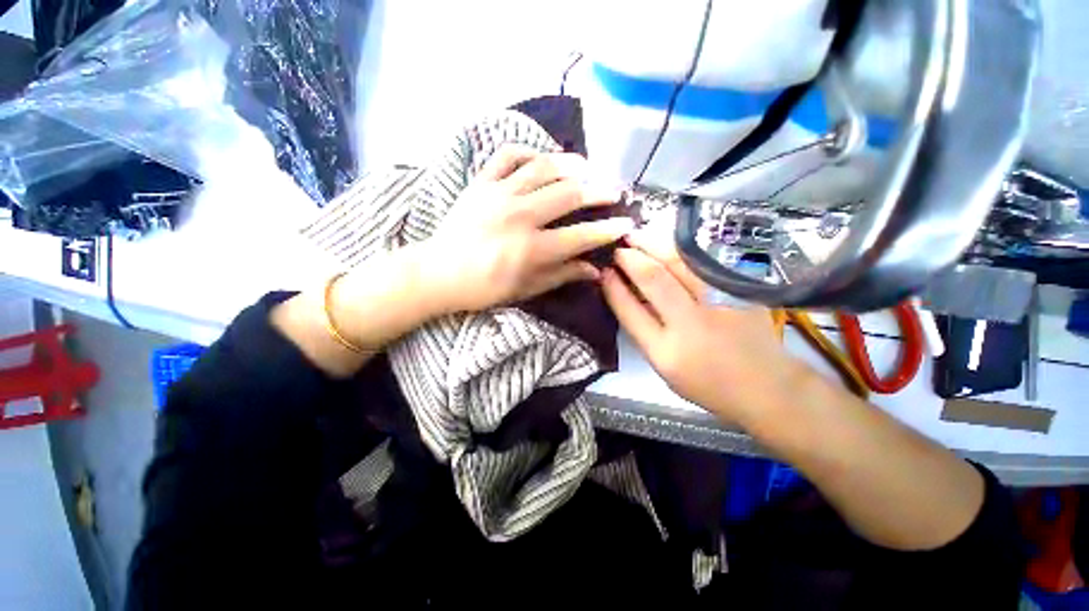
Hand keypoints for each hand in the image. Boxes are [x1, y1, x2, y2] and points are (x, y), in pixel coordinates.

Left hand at [419, 145, 632, 313]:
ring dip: (571, 165)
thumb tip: (595, 270)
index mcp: (532, 249)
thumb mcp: (527, 289)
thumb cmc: (484, 287)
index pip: (581, 235)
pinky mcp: (481, 182)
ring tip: (587, 168)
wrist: (439, 272)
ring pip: (544, 167)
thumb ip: (562, 275)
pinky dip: (528, 151)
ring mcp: (499, 194)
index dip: (608, 229)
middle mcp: (520, 216)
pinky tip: (542, 159)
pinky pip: (508, 155)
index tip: (626, 223)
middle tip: (614, 189)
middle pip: (569, 194)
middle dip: (599, 190)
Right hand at [600, 230, 804, 425]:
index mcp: (666, 352)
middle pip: (654, 279)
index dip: (614, 288)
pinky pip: (703, 260)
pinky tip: (666, 242)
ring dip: (654, 244)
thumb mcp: (664, 367)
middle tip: (618, 247)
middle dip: (631, 258)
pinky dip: (680, 248)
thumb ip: (643, 331)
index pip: (630, 311)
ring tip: (637, 236)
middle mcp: (691, 324)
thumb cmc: (706, 383)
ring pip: (680, 262)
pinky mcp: (740, 291)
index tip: (604, 272)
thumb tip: (624, 293)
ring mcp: (720, 303)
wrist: (766, 386)